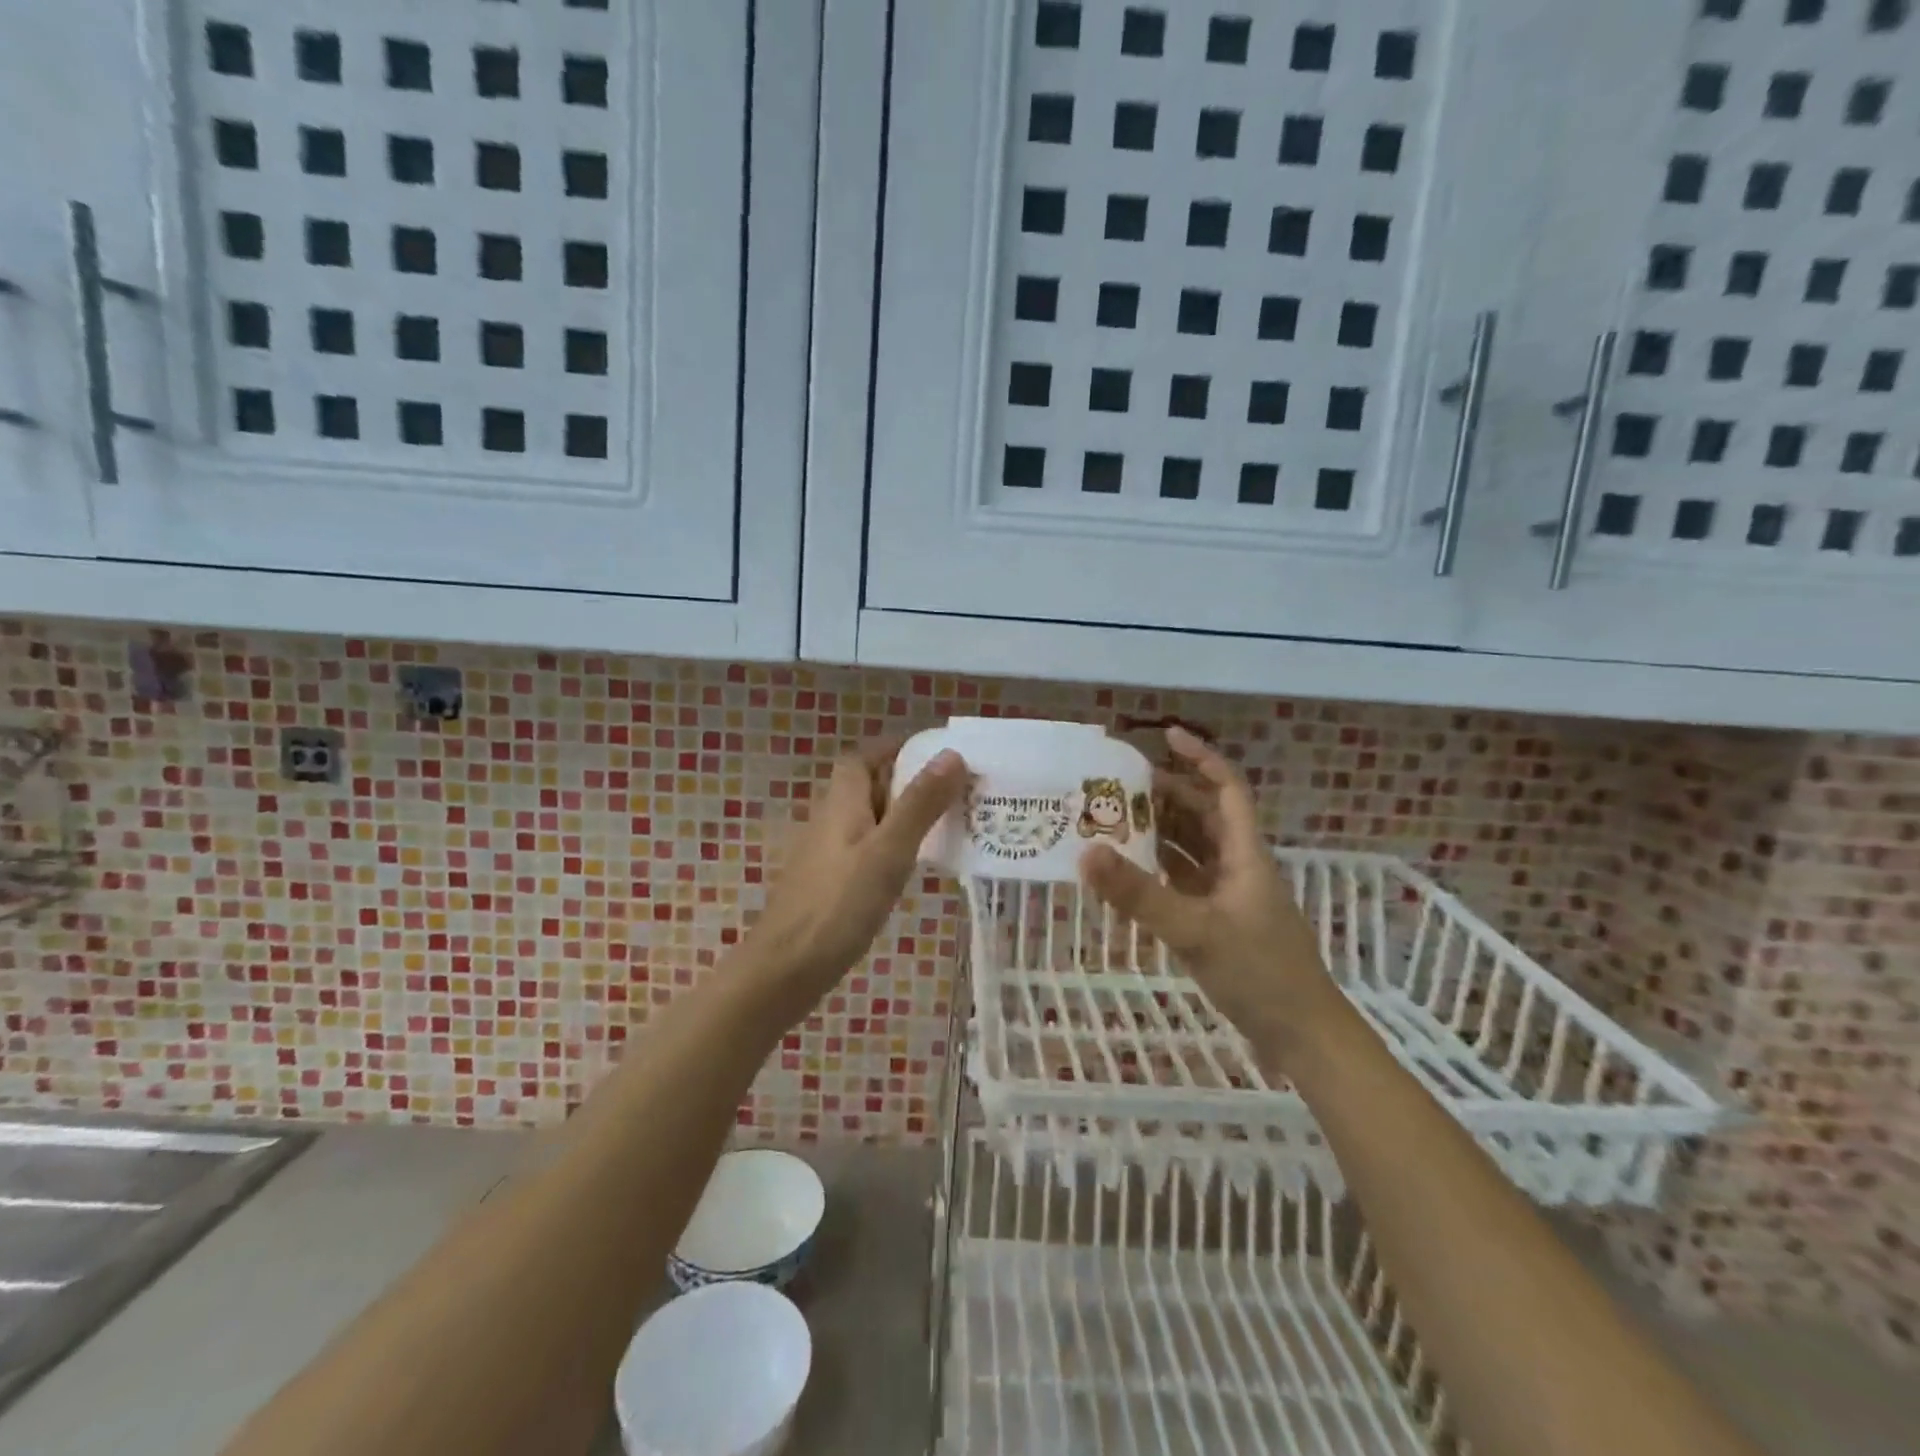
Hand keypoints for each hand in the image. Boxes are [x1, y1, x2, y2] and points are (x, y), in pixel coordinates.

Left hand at [744, 741, 967, 1003]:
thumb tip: (950, 755)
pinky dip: (890, 848)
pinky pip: (864, 851)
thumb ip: (919, 804)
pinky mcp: (828, 885)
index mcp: (841, 803)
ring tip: (945, 825)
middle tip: (953, 791)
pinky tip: (911, 868)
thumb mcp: (888, 851)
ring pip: (868, 821)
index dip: (893, 749)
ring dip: (901, 817)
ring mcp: (826, 855)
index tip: (934, 753)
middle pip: (866, 787)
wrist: (784, 970)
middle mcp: (829, 821)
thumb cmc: (838, 905)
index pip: (862, 758)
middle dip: (906, 782)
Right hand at [1080, 727, 1347, 1058]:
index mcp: (1245, 854)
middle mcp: (1237, 866)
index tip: (1166, 736)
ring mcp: (1228, 895)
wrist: (1301, 1036)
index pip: (1226, 789)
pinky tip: (1130, 870)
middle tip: (1120, 782)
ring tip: (1116, 817)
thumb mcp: (1195, 930)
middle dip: (1168, 792)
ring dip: (1160, 830)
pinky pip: (1184, 880)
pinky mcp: (1217, 922)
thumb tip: (1086, 852)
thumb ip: (1139, 894)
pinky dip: (1159, 869)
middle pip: (1204, 814)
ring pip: (1192, 848)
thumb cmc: (1259, 972)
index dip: (1200, 758)